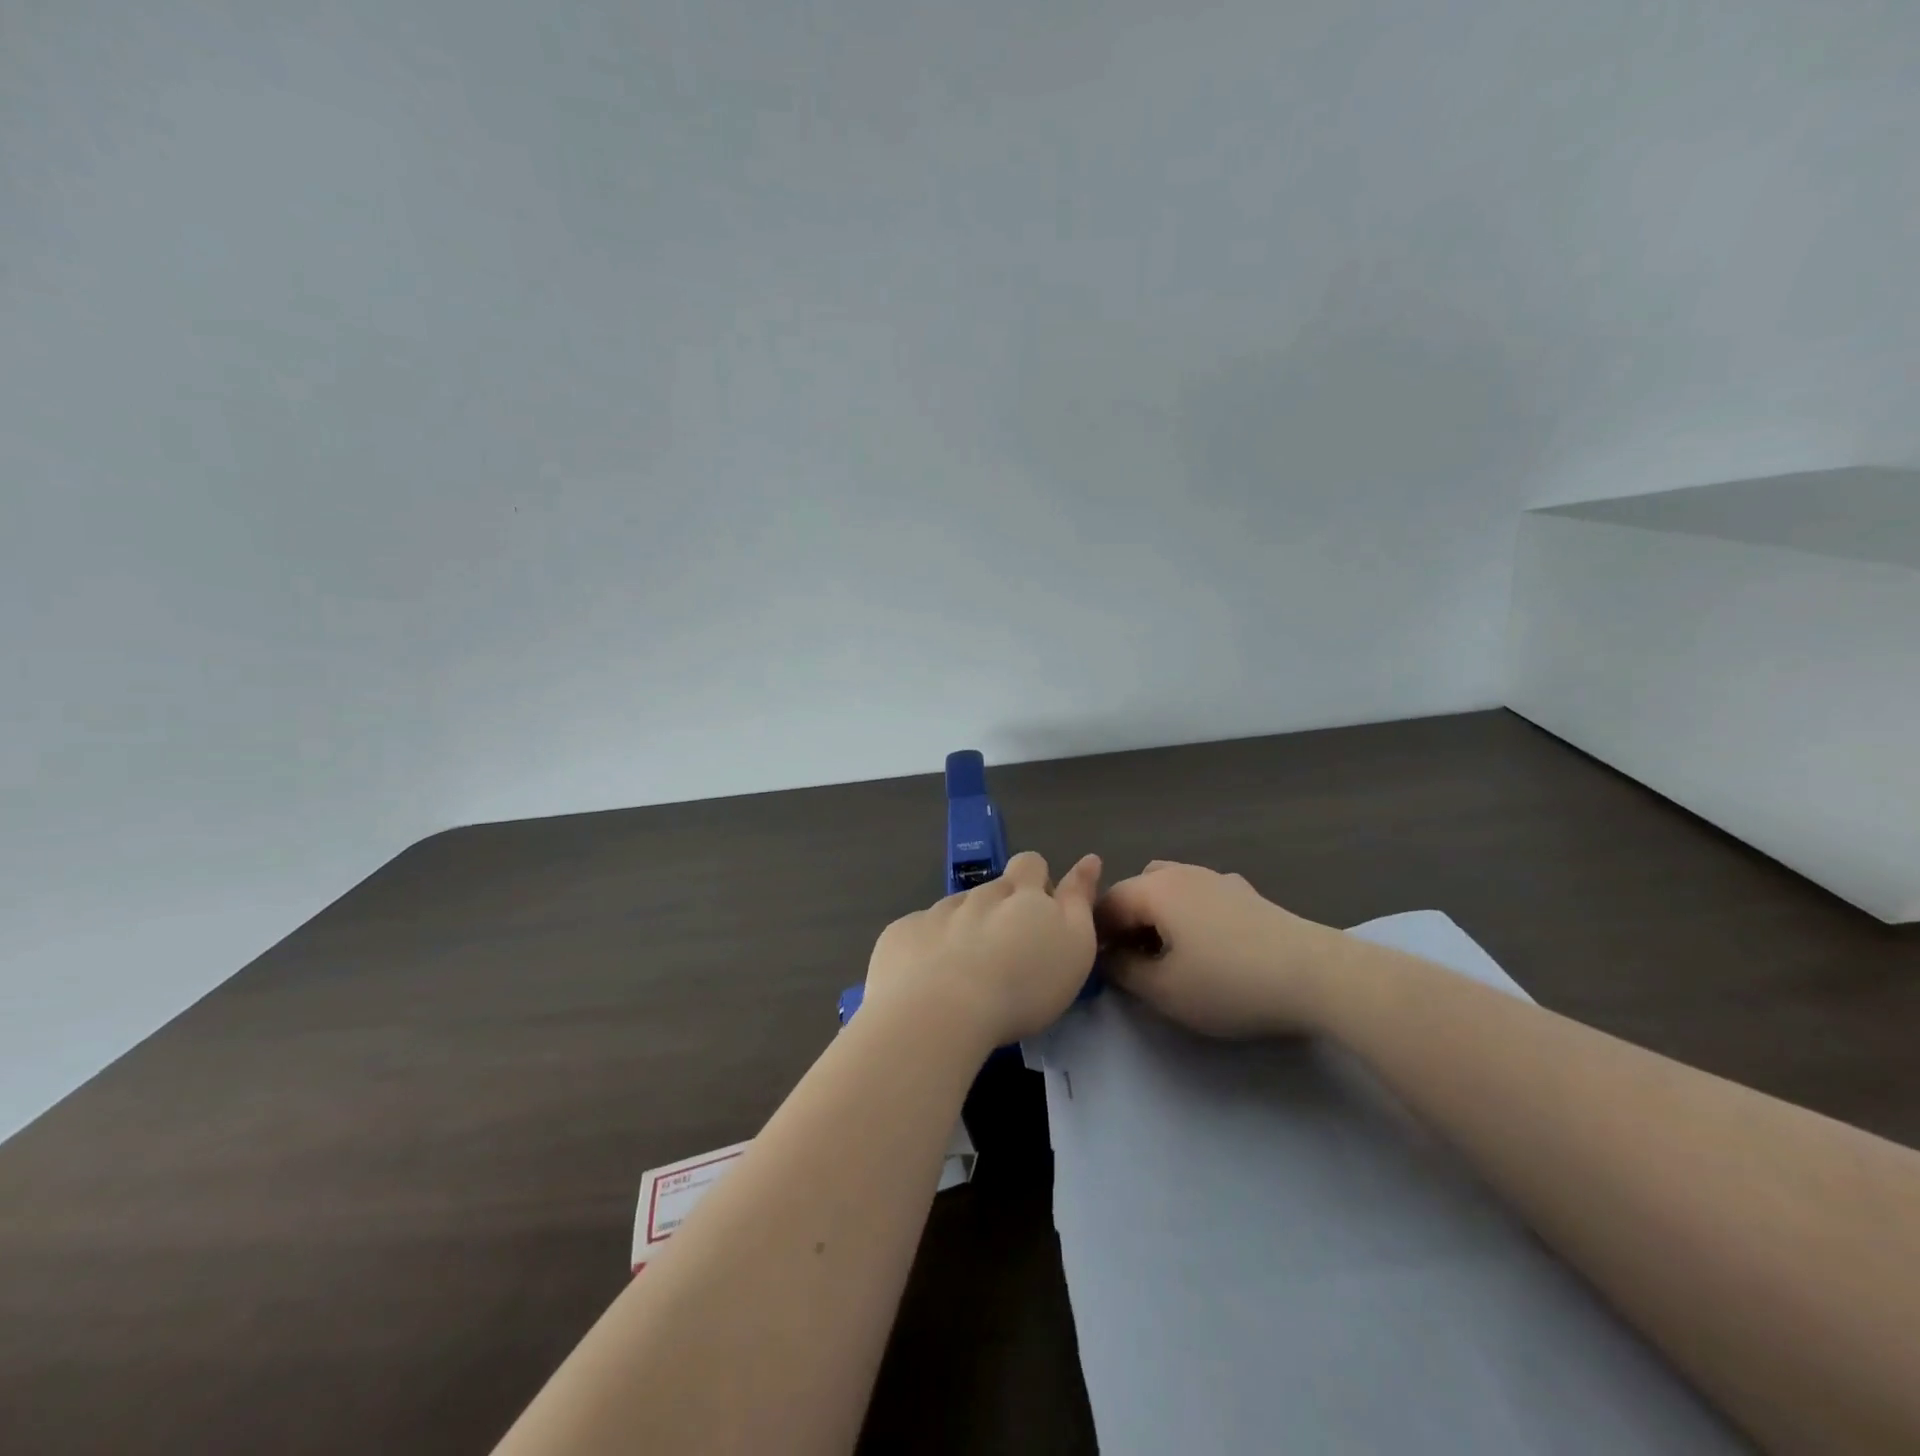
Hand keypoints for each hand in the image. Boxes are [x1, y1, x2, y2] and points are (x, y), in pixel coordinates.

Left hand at [864, 851, 1102, 1049]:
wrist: (937, 1012)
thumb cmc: (1021, 986)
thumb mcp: (1074, 945)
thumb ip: (1079, 900)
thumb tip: (1088, 860)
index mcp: (1021, 894)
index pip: (1032, 865)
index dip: (1037, 880)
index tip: (1041, 909)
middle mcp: (978, 895)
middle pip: (993, 887)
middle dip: (1001, 906)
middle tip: (1007, 948)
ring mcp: (935, 912)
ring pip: (955, 911)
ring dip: (963, 929)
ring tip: (967, 972)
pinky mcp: (901, 934)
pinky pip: (918, 933)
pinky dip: (926, 949)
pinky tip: (927, 981)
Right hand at [1094, 860, 1349, 1036]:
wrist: (1317, 975)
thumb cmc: (1230, 983)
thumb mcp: (1165, 990)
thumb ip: (1125, 972)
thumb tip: (1111, 958)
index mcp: (1155, 890)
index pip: (1107, 904)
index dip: (1097, 936)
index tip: (1101, 969)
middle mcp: (1182, 873)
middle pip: (1138, 889)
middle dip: (1127, 921)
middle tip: (1134, 961)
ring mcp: (1218, 879)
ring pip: (1171, 888)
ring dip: (1159, 915)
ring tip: (1170, 952)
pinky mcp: (1247, 894)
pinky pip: (1202, 895)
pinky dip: (1190, 913)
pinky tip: (1210, 945)